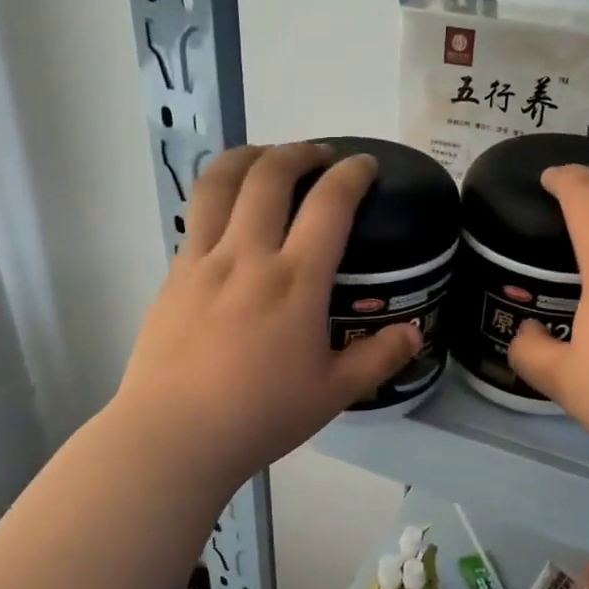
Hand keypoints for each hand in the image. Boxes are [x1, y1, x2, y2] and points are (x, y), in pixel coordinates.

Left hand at [111, 143, 419, 492]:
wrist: (174, 435)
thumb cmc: (260, 416)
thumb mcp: (334, 393)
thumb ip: (378, 358)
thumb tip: (414, 333)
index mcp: (295, 282)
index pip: (330, 204)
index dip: (352, 174)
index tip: (364, 165)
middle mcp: (248, 256)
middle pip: (270, 175)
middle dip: (299, 152)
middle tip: (319, 156)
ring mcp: (203, 261)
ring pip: (220, 182)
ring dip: (248, 156)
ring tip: (267, 157)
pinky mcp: (173, 274)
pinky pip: (196, 215)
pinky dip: (218, 194)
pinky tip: (229, 211)